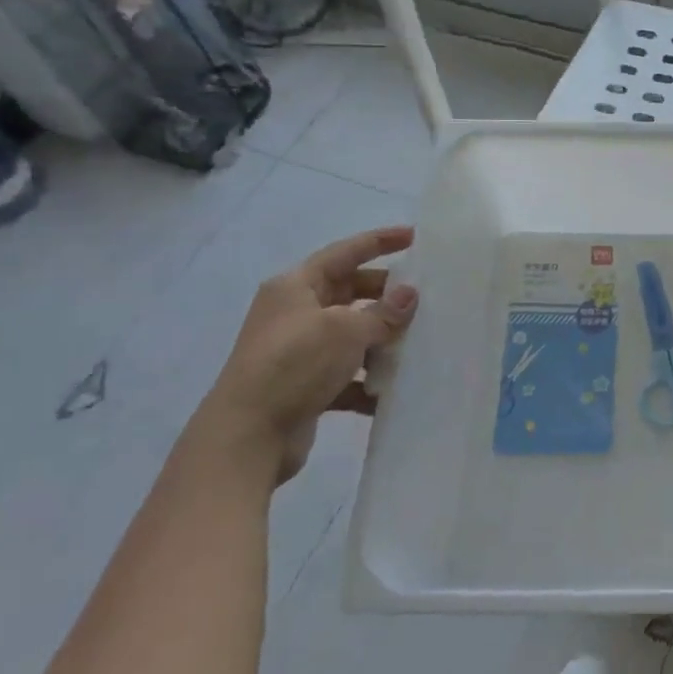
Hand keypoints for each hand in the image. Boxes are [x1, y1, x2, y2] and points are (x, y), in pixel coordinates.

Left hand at [193, 226, 418, 484]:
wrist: (247, 436)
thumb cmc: (295, 365)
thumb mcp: (346, 330)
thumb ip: (383, 312)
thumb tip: (410, 295)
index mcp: (296, 286)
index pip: (345, 252)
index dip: (380, 241)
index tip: (415, 236)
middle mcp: (295, 313)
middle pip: (349, 292)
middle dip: (385, 295)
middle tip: (425, 297)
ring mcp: (299, 351)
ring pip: (351, 335)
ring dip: (382, 340)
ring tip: (419, 344)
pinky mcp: (304, 386)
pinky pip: (346, 375)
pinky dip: (368, 381)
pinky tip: (394, 391)